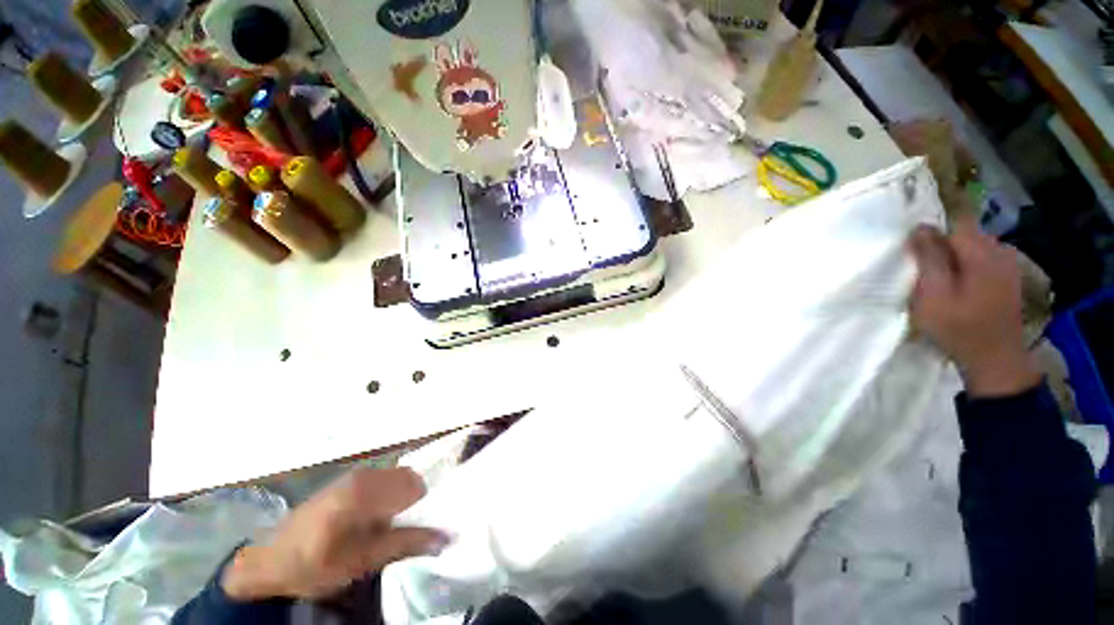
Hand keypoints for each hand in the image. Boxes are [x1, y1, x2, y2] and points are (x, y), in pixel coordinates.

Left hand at [222, 467, 447, 601]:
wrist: (270, 562)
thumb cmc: (316, 564)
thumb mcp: (363, 561)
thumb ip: (407, 543)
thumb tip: (447, 536)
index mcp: (367, 489)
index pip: (416, 485)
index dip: (425, 505)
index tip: (425, 525)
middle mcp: (365, 474)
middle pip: (409, 478)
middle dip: (414, 501)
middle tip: (407, 528)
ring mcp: (355, 474)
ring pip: (396, 479)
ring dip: (400, 499)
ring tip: (389, 527)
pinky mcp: (348, 480)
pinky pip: (382, 480)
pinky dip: (387, 497)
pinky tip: (373, 520)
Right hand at [908, 217, 1040, 397]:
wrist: (995, 360)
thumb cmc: (958, 327)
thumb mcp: (933, 293)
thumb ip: (929, 258)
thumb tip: (919, 228)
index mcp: (981, 252)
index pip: (955, 222)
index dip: (932, 229)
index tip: (912, 246)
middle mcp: (999, 251)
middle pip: (966, 234)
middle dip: (942, 244)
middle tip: (921, 266)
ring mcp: (1008, 265)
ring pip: (974, 247)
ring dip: (954, 256)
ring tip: (937, 277)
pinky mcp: (1008, 278)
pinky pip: (983, 260)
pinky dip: (967, 265)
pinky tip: (958, 284)